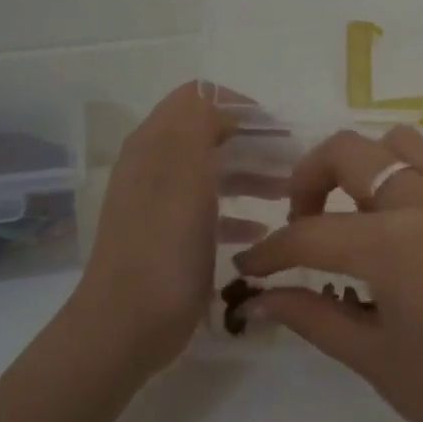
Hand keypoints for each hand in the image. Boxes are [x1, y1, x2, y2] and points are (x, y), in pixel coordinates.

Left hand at [73, 82, 273, 372]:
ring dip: (250, 175)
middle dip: (252, 141)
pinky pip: (209, 212)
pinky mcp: (169, 240)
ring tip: (288, 193)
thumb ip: (200, 124)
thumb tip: (225, 108)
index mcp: (155, 144)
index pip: (198, 98)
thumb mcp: (185, 173)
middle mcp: (154, 167)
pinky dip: (236, 212)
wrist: (127, 323)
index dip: (239, 105)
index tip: (279, 129)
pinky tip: (261, 229)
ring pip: (212, 173)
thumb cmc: (163, 246)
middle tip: (294, 161)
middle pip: (208, 134)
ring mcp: (160, 205)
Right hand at [234, 125, 422, 421]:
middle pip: (348, 152)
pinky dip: (406, 178)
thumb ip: (313, 317)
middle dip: (307, 181)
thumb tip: (260, 299)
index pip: (309, 233)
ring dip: (362, 167)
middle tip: (300, 227)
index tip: (247, 269)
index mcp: (393, 243)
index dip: (270, 252)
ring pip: (398, 145)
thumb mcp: (376, 360)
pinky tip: (403, 227)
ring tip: (353, 216)